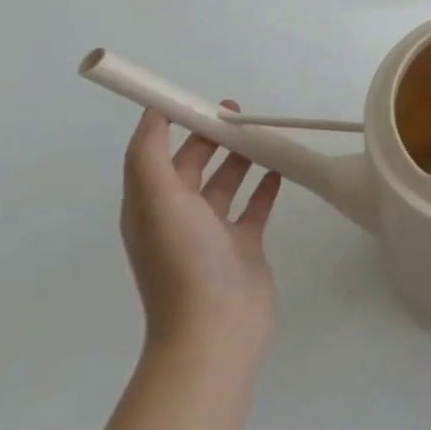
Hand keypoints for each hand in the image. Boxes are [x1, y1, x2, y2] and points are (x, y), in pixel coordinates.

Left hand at [120, 104, 280, 364]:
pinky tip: (281, 165)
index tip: (201, 99)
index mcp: (150, 207)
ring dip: (240, 156)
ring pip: (225, 182)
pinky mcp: (243, 245)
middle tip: (240, 112)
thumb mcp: (156, 201)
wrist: (215, 329)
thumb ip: (149, 154)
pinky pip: (254, 205)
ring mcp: (212, 233)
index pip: (156, 154)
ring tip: (263, 132)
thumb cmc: (184, 260)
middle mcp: (177, 218)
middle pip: (193, 165)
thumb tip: (153, 112)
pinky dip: (266, 183)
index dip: (174, 124)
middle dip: (212, 136)